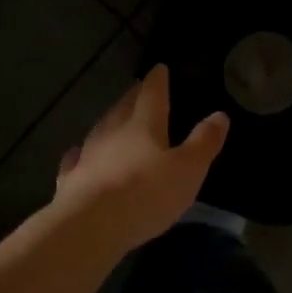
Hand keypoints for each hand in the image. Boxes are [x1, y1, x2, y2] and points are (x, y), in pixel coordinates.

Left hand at [53, 65, 229, 253]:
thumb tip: (220, 115)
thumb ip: (203, 142)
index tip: (159, 68)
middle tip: (137, 89)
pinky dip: (79, 153)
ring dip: (109, 121)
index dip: (157, 81)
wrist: (91, 224)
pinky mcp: (71, 179)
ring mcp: (88, 154)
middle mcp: (113, 132)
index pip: (152, 94)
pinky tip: (76, 152)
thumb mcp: (188, 169)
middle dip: (132, 97)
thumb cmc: (146, 194)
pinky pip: (76, 159)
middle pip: (123, 108)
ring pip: (100, 129)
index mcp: (143, 125)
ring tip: (114, 116)